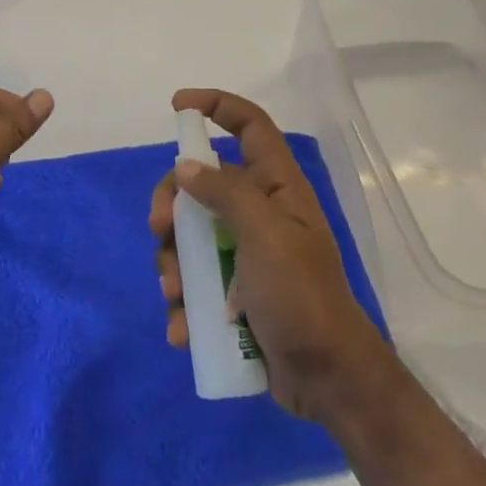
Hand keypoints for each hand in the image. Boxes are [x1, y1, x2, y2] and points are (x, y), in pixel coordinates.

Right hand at [150, 89, 389, 423]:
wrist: (327, 380)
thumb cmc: (300, 296)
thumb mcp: (265, 235)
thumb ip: (225, 193)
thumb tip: (185, 168)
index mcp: (277, 187)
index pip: (250, 125)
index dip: (217, 105)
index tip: (178, 106)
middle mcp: (260, 211)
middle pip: (202, 182)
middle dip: (172, 204)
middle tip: (158, 230)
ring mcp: (245, 252)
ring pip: (191, 234)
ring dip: (173, 261)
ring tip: (175, 293)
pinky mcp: (234, 290)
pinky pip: (195, 280)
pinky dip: (183, 301)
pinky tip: (182, 326)